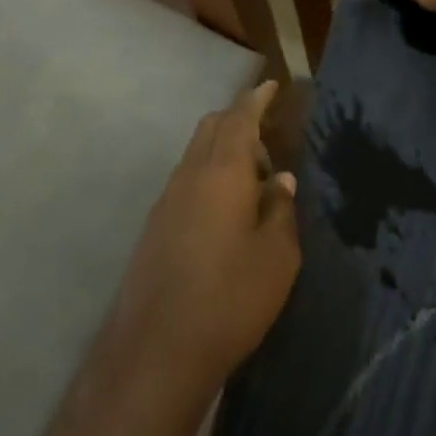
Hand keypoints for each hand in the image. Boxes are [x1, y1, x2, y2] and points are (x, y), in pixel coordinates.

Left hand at [107, 81, 300, 401]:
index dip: (256, 99)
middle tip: (268, 139)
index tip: (271, 86)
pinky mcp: (154, 227)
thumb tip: (280, 179)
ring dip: (223, 153)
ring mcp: (165, 201)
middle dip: (238, 121)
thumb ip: (280, 209)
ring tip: (253, 180)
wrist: (158, 349)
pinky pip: (185, 182)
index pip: (239, 119)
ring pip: (195, 156)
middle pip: (210, 129)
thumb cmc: (231, 297)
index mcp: (221, 173)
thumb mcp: (277, 256)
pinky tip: (225, 211)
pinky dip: (208, 177)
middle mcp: (188, 176)